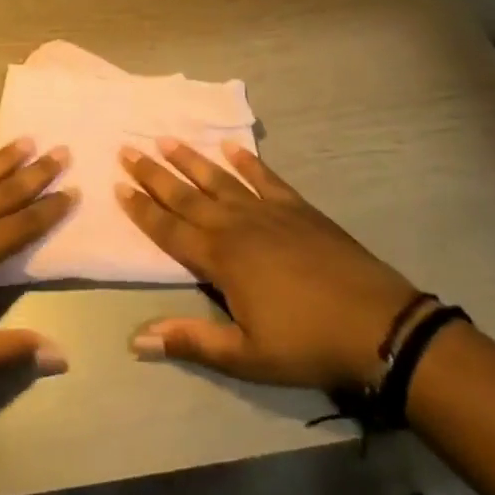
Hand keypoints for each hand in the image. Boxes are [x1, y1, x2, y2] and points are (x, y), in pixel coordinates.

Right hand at [117, 139, 417, 388]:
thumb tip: (137, 339)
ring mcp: (268, 211)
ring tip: (167, 139)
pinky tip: (232, 148)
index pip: (169, 229)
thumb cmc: (306, 344)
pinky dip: (247, 161)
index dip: (142, 209)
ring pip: (220, 179)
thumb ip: (191, 340)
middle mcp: (237, 225)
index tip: (118, 186)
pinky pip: (265, 177)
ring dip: (191, 160)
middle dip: (154, 174)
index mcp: (220, 259)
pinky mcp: (298, 208)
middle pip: (186, 195)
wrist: (376, 323)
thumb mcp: (245, 355)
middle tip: (128, 149)